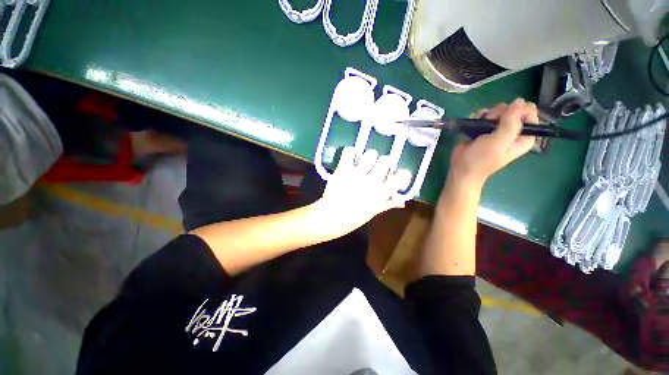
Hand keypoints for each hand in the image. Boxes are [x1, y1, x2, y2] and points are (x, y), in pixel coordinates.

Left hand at [317, 147, 411, 234]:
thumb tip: (402, 201)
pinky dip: (350, 153)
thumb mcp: (375, 211)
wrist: (332, 217)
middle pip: (386, 160)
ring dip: (368, 157)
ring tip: (362, 163)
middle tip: (375, 168)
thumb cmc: (354, 218)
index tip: (396, 175)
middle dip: (382, 163)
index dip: (402, 174)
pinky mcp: (344, 169)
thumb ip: (389, 204)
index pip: (402, 177)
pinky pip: (349, 152)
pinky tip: (350, 159)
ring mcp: (358, 174)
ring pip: (371, 153)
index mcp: (382, 193)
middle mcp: (373, 181)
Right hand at [448, 98, 537, 189]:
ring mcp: (496, 130)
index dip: (518, 110)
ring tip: (479, 125)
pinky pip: (482, 115)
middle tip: (490, 122)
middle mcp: (512, 131)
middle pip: (511, 109)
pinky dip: (477, 117)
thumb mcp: (499, 142)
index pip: (529, 113)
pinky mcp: (482, 129)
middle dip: (499, 112)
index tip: (505, 114)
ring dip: (486, 115)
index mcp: (523, 136)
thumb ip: (511, 122)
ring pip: (495, 111)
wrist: (461, 169)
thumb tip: (519, 100)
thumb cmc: (482, 159)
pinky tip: (472, 124)